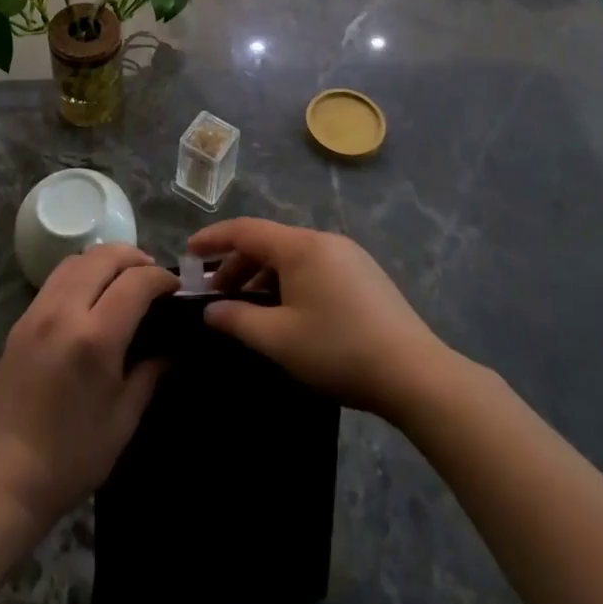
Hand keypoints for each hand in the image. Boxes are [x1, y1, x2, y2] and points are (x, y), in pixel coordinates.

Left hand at [0, 244, 176, 530]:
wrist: (3, 479)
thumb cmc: (72, 457)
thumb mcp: (124, 419)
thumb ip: (150, 373)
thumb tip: (171, 347)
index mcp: (95, 337)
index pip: (136, 281)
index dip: (161, 279)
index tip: (176, 289)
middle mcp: (63, 312)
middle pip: (103, 256)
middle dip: (135, 258)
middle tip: (152, 278)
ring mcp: (36, 313)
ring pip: (76, 260)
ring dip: (105, 260)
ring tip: (123, 280)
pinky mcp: (19, 322)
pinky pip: (55, 279)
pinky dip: (80, 273)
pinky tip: (91, 297)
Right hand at [187, 218, 448, 421]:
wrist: (415, 373)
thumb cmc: (338, 350)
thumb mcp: (279, 340)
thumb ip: (237, 321)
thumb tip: (211, 310)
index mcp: (301, 246)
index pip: (246, 230)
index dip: (213, 239)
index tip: (187, 252)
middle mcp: (324, 240)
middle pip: (269, 243)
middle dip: (236, 265)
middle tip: (214, 294)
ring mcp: (348, 256)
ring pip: (292, 257)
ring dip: (262, 277)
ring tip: (246, 309)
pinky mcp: (363, 275)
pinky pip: (313, 267)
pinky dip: (288, 282)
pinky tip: (284, 313)